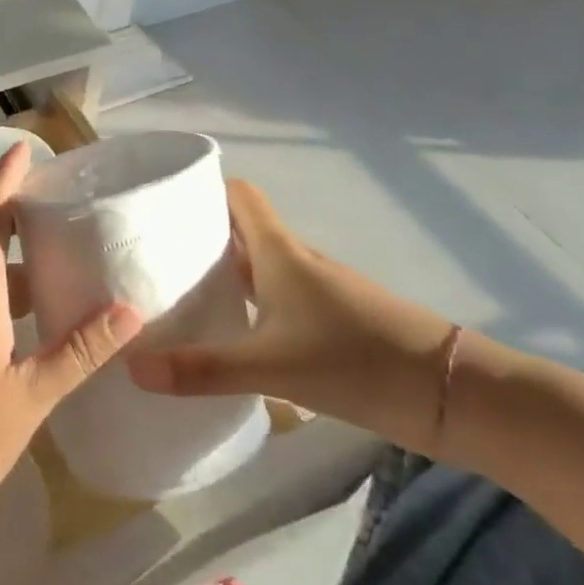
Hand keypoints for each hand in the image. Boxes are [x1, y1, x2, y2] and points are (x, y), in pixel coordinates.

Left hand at [0, 144, 141, 537]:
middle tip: (63, 205)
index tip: (25, 149)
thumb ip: (77, 352)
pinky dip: (4, 291)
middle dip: (17, 211)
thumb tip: (129, 310)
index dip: (4, 179)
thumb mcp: (28, 398)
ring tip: (60, 258)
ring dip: (14, 257)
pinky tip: (33, 318)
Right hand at [127, 180, 456, 451]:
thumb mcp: (271, 366)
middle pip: (240, 231)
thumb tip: (132, 366)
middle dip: (198, 234)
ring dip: (221, 271)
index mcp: (279, 252)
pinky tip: (226, 332)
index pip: (238, 196)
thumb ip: (202, 368)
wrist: (452, 395)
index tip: (161, 201)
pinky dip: (246, 304)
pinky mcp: (329, 323)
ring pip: (257, 267)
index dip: (202, 188)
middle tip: (150, 252)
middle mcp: (295, 262)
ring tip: (175, 291)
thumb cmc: (356, 359)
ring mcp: (315, 292)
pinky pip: (274, 299)